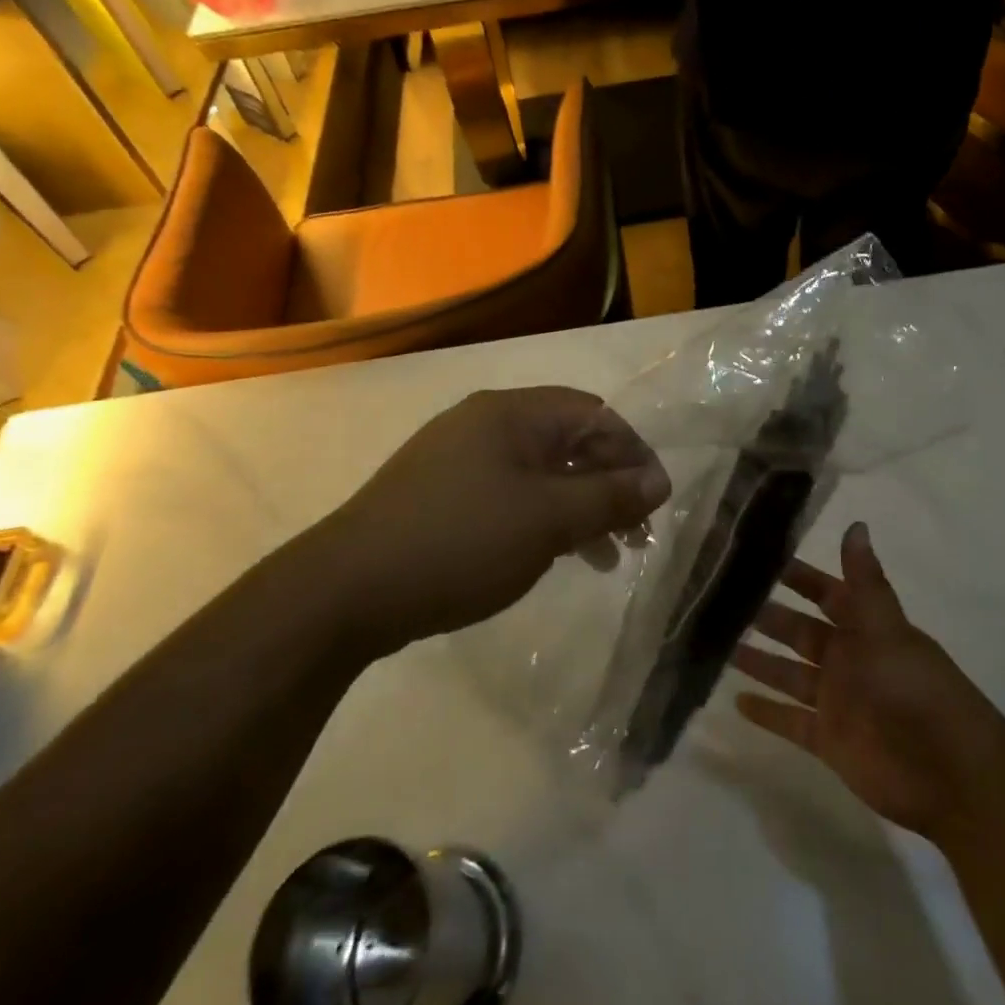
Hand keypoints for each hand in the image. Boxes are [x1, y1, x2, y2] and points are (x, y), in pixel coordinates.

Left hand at [316, 387, 669, 642]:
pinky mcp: (442, 496)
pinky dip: (543, 520)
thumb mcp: (547, 520)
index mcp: (512, 413)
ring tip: (606, 556)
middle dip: (609, 485)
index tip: (656, 500)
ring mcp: (459, 460)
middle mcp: (486, 424)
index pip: (593, 414)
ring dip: (580, 508)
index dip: (633, 452)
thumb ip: (608, 497)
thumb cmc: (460, 541)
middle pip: (568, 442)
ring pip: (541, 474)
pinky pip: (511, 496)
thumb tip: (659, 481)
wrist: (346, 591)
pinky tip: (555, 556)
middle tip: (636, 534)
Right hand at [734, 523, 1004, 844]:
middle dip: (767, 616)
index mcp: (866, 629)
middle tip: (721, 601)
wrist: (948, 776)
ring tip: (718, 645)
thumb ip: (864, 582)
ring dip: (759, 661)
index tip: (759, 559)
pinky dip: (766, 712)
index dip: (798, 577)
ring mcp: (837, 701)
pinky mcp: (829, 741)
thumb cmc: (915, 690)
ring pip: (788, 674)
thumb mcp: (887, 629)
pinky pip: (790, 721)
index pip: (826, 593)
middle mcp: (848, 660)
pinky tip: (735, 701)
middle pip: (800, 632)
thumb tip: (856, 523)